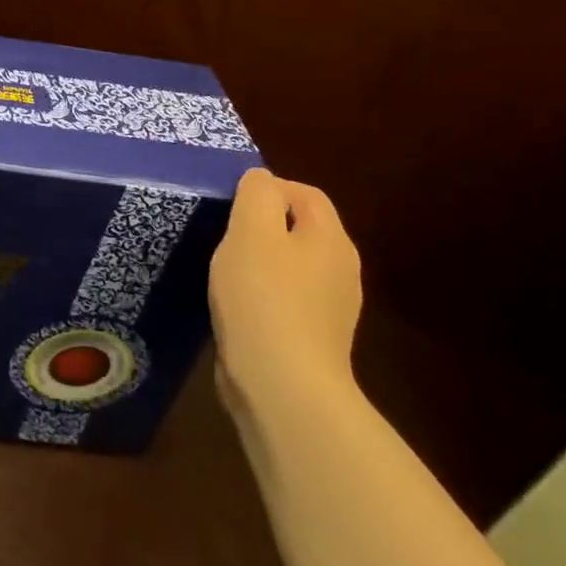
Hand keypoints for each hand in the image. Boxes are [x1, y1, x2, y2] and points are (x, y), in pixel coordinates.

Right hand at [207, 168, 362, 417]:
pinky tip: (237, 307)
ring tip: (225, 270)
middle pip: (302, 230)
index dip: (270, 188)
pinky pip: (286, 301)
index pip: (307, 194)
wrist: (282, 385)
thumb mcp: (250, 231)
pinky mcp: (312, 340)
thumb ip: (257, 195)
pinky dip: (263, 296)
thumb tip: (262, 179)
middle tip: (224, 234)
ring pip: (293, 267)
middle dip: (264, 225)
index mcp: (331, 240)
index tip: (231, 202)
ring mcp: (331, 309)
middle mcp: (341, 271)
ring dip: (261, 262)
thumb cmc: (263, 297)